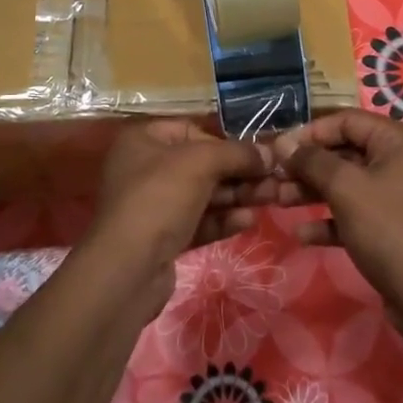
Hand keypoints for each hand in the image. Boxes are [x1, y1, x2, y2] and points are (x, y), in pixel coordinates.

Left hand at [82, 121, 270, 320]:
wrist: (127, 270)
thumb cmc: (160, 199)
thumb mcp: (201, 163)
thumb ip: (237, 153)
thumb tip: (269, 153)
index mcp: (144, 140)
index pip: (194, 132)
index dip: (227, 142)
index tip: (258, 155)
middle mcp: (145, 169)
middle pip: (202, 165)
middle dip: (239, 173)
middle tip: (274, 180)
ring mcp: (153, 206)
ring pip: (204, 195)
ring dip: (237, 196)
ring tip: (271, 199)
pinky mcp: (162, 238)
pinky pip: (198, 221)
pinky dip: (223, 219)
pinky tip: (248, 221)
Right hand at [272, 110, 402, 342]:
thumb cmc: (389, 230)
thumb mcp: (346, 189)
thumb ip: (312, 161)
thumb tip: (283, 143)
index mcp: (402, 140)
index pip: (348, 120)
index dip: (310, 132)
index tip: (278, 149)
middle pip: (347, 152)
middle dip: (308, 166)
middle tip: (273, 178)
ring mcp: (402, 195)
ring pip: (350, 183)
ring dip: (313, 191)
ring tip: (277, 201)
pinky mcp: (396, 226)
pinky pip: (359, 212)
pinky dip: (332, 219)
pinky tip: (302, 234)